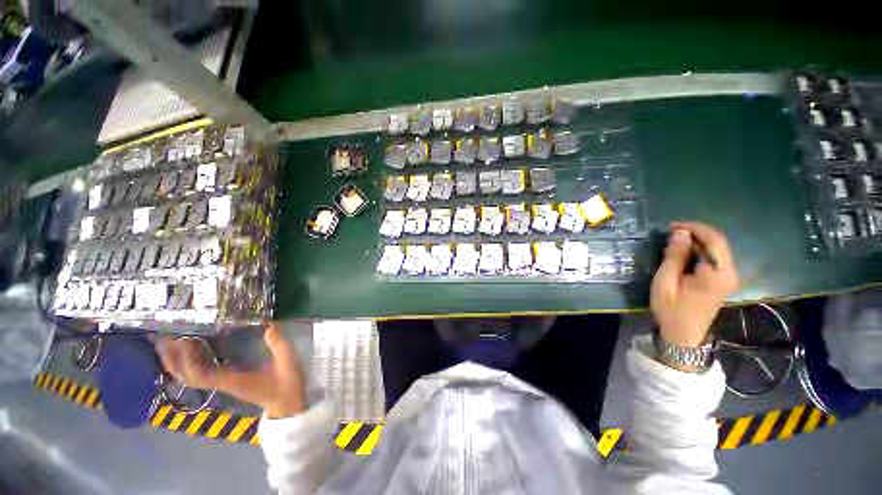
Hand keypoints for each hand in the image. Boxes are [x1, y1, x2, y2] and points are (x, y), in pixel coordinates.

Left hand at [157, 322, 305, 417]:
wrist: (286, 405)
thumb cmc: (287, 386)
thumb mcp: (289, 365)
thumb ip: (280, 346)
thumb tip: (269, 325)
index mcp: (233, 381)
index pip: (200, 375)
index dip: (188, 359)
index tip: (183, 338)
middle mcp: (221, 383)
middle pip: (186, 376)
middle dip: (172, 358)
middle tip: (164, 335)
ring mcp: (222, 383)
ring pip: (189, 376)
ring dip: (175, 360)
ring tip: (169, 339)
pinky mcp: (226, 380)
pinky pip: (199, 372)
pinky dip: (188, 362)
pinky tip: (191, 348)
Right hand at [651, 222, 739, 349]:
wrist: (683, 335)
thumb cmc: (671, 309)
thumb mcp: (666, 281)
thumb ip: (674, 256)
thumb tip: (680, 233)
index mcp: (717, 273)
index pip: (714, 240)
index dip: (694, 228)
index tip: (672, 226)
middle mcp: (729, 272)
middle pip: (719, 242)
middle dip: (696, 232)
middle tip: (671, 232)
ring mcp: (728, 277)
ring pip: (718, 249)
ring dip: (698, 241)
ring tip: (675, 241)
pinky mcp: (723, 281)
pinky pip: (715, 258)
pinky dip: (700, 250)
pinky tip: (684, 253)